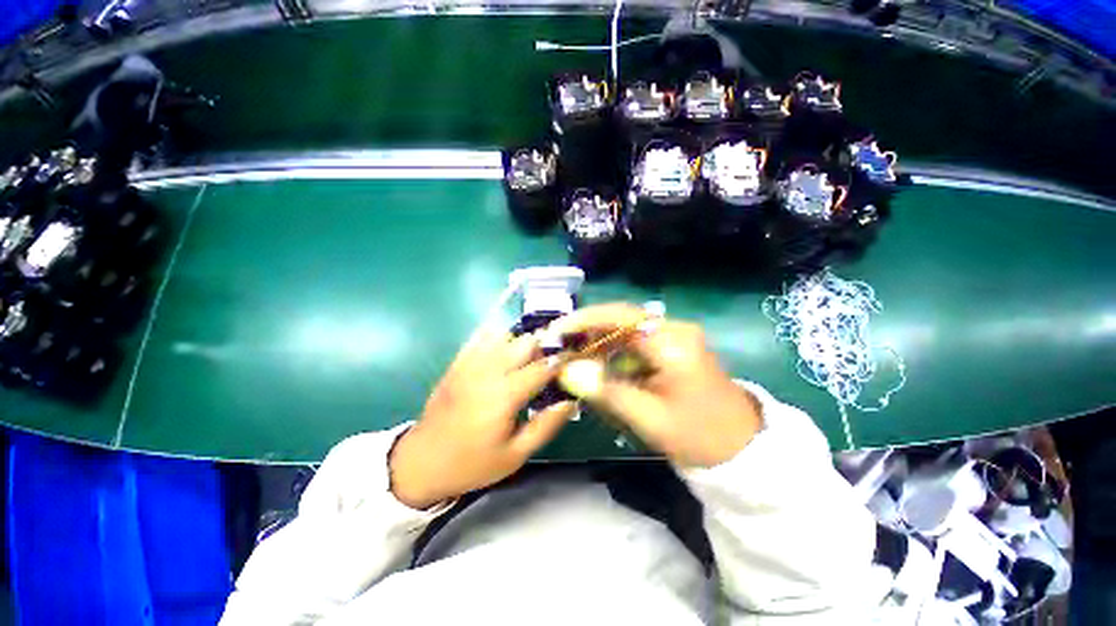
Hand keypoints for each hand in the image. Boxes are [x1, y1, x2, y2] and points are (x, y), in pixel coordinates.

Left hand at [389, 323, 575, 509]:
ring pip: (506, 335)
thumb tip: (570, 401)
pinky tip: (506, 349)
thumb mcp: (514, 455)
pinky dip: (500, 336)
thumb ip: (546, 426)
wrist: (421, 462)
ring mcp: (470, 363)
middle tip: (554, 360)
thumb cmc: (471, 463)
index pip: (542, 366)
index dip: (563, 359)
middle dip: (545, 346)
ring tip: (531, 357)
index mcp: (504, 395)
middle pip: (525, 343)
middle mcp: (488, 371)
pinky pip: (482, 336)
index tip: (576, 357)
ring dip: (524, 342)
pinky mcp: (458, 362)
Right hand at [552, 303, 760, 468]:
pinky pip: (634, 341)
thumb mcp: (649, 418)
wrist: (742, 447)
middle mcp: (674, 329)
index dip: (585, 320)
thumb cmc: (699, 436)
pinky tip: (597, 365)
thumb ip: (607, 391)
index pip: (621, 317)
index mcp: (672, 342)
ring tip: (572, 357)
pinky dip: (612, 350)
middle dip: (587, 330)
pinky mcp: (672, 346)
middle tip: (559, 347)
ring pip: (625, 329)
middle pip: (620, 319)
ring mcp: (674, 336)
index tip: (557, 331)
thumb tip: (569, 371)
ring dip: (597, 341)